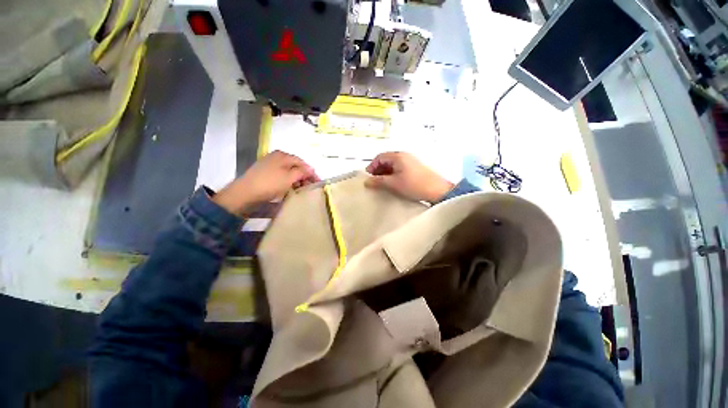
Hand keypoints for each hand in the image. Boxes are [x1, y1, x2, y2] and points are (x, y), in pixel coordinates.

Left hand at [213, 150, 318, 214]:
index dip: (311, 172)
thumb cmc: (270, 183)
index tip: (318, 182)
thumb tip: (311, 169)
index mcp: (283, 155)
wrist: (245, 192)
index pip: (302, 162)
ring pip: (288, 170)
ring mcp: (269, 164)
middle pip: (295, 165)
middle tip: (310, 186)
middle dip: (304, 176)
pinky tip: (290, 187)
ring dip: (296, 179)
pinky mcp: (264, 172)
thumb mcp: (289, 177)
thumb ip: (302, 172)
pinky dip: (288, 180)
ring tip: (301, 188)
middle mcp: (276, 157)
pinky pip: (281, 174)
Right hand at [365, 152, 453, 202]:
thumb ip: (379, 181)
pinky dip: (393, 174)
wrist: (437, 190)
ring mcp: (410, 161)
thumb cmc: (414, 185)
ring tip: (382, 184)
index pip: (379, 157)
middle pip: (386, 160)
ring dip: (385, 172)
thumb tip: (366, 181)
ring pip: (393, 164)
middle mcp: (404, 155)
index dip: (372, 166)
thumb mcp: (393, 183)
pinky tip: (392, 183)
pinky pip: (399, 168)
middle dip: (378, 170)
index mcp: (398, 156)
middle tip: (374, 181)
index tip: (368, 177)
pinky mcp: (415, 168)